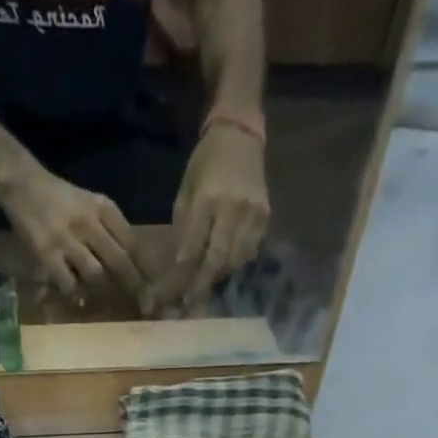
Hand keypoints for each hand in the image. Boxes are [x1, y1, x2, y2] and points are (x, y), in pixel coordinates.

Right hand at [0, 165, 146, 300]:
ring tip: (112, 305)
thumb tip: (135, 266)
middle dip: (136, 288)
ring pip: (96, 274)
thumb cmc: (62, 200)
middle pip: (120, 261)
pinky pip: (68, 282)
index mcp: (104, 208)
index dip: (147, 269)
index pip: (133, 242)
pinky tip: (80, 300)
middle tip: (146, 308)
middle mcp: (89, 222)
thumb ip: (112, 230)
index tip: (158, 289)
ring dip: (106, 293)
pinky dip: (77, 294)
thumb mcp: (92, 205)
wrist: (23, 185)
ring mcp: (67, 239)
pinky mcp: (47, 253)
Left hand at [158, 124, 268, 307]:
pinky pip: (250, 251)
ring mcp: (253, 213)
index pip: (193, 248)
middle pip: (217, 259)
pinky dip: (236, 263)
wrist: (240, 134)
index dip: (183, 275)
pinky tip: (226, 265)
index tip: (172, 294)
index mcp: (207, 199)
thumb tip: (178, 267)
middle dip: (201, 285)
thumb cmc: (205, 164)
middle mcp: (232, 208)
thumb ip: (183, 229)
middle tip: (189, 303)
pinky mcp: (265, 216)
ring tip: (206, 285)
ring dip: (219, 277)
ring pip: (235, 260)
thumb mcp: (185, 192)